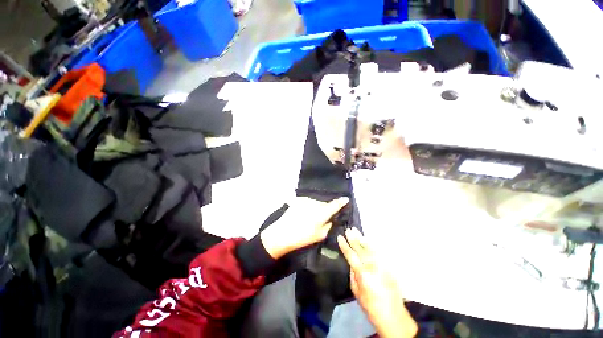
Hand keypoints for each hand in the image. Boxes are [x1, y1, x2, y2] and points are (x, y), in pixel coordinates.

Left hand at [260, 197, 348, 258]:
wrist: (282, 233)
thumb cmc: (303, 237)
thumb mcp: (320, 235)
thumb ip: (328, 225)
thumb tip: (330, 219)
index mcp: (323, 212)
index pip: (335, 204)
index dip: (341, 201)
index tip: (346, 198)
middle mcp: (315, 203)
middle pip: (324, 204)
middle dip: (325, 209)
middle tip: (322, 218)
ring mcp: (306, 200)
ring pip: (315, 203)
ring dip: (316, 208)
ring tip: (310, 217)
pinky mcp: (298, 200)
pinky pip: (307, 202)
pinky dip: (308, 206)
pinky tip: (303, 214)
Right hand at [338, 228, 417, 337]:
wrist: (393, 316)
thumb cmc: (371, 306)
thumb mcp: (356, 292)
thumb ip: (353, 275)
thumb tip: (352, 263)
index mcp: (363, 274)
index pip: (351, 255)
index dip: (344, 245)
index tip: (340, 237)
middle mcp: (372, 267)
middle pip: (360, 249)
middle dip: (353, 239)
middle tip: (348, 230)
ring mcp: (381, 266)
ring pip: (370, 249)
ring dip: (362, 239)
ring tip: (356, 231)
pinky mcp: (388, 267)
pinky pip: (378, 253)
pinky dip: (372, 246)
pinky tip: (368, 241)